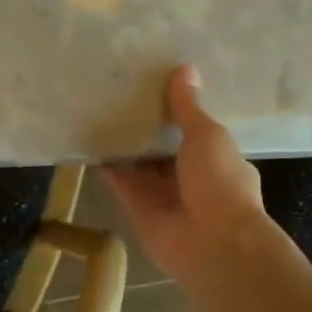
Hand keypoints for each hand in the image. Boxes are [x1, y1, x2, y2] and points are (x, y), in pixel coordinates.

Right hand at [104, 66, 266, 280]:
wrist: (214, 243)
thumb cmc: (220, 181)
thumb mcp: (207, 135)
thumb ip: (189, 107)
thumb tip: (186, 69)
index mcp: (219, 160)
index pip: (197, 133)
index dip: (180, 114)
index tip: (159, 89)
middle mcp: (193, 179)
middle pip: (165, 150)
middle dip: (149, 129)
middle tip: (122, 96)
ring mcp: (166, 197)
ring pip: (141, 167)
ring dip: (126, 146)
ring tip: (101, 112)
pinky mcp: (141, 211)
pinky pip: (122, 184)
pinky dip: (108, 167)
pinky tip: (91, 143)